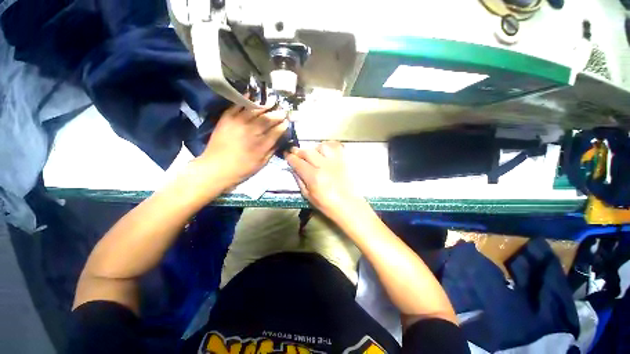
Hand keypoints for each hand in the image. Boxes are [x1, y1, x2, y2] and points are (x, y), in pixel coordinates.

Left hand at [199, 103, 287, 187]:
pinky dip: (245, 100)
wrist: (216, 168)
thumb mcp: (261, 164)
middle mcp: (252, 132)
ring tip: (271, 101)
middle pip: (267, 119)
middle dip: (277, 114)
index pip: (276, 131)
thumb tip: (279, 140)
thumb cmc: (241, 169)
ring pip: (254, 111)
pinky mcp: (226, 119)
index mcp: (261, 145)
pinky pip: (237, 106)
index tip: (287, 121)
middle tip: (283, 110)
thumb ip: (272, 151)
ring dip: (265, 105)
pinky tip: (252, 95)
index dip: (283, 125)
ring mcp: (238, 124)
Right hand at [286, 141, 364, 219]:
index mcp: (314, 177)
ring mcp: (336, 161)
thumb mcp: (308, 196)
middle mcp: (324, 166)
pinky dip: (329, 146)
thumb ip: (299, 180)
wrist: (348, 205)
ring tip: (313, 154)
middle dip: (299, 151)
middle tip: (295, 152)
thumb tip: (294, 169)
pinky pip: (336, 146)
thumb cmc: (327, 204)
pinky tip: (326, 152)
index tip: (287, 155)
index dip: (290, 158)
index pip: (298, 162)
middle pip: (308, 152)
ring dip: (314, 148)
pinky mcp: (345, 160)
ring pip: (322, 146)